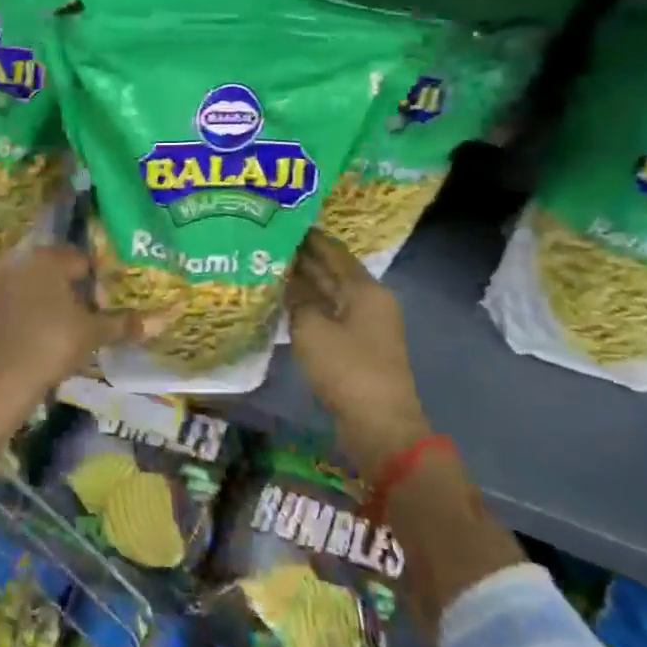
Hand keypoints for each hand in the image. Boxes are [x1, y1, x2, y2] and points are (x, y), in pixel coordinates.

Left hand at [0, 246, 140, 401]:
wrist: (3, 378)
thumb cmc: (54, 344)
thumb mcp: (94, 333)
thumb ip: (125, 323)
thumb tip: (164, 318)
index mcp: (48, 259)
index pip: (81, 260)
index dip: (98, 280)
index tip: (106, 302)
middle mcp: (20, 262)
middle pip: (55, 271)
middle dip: (71, 288)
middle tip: (88, 314)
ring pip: (32, 286)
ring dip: (47, 299)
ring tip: (63, 326)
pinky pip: (12, 304)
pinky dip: (25, 314)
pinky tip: (35, 336)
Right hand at [287, 229, 430, 476]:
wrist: (379, 425)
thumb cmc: (347, 369)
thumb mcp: (312, 328)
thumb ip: (297, 298)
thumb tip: (286, 278)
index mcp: (365, 289)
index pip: (332, 250)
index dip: (307, 235)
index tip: (280, 220)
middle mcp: (369, 300)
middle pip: (333, 270)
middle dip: (303, 257)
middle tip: (267, 243)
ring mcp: (366, 325)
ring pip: (330, 294)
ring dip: (304, 283)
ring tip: (268, 268)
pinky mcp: (357, 347)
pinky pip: (329, 315)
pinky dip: (309, 306)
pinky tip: (284, 303)